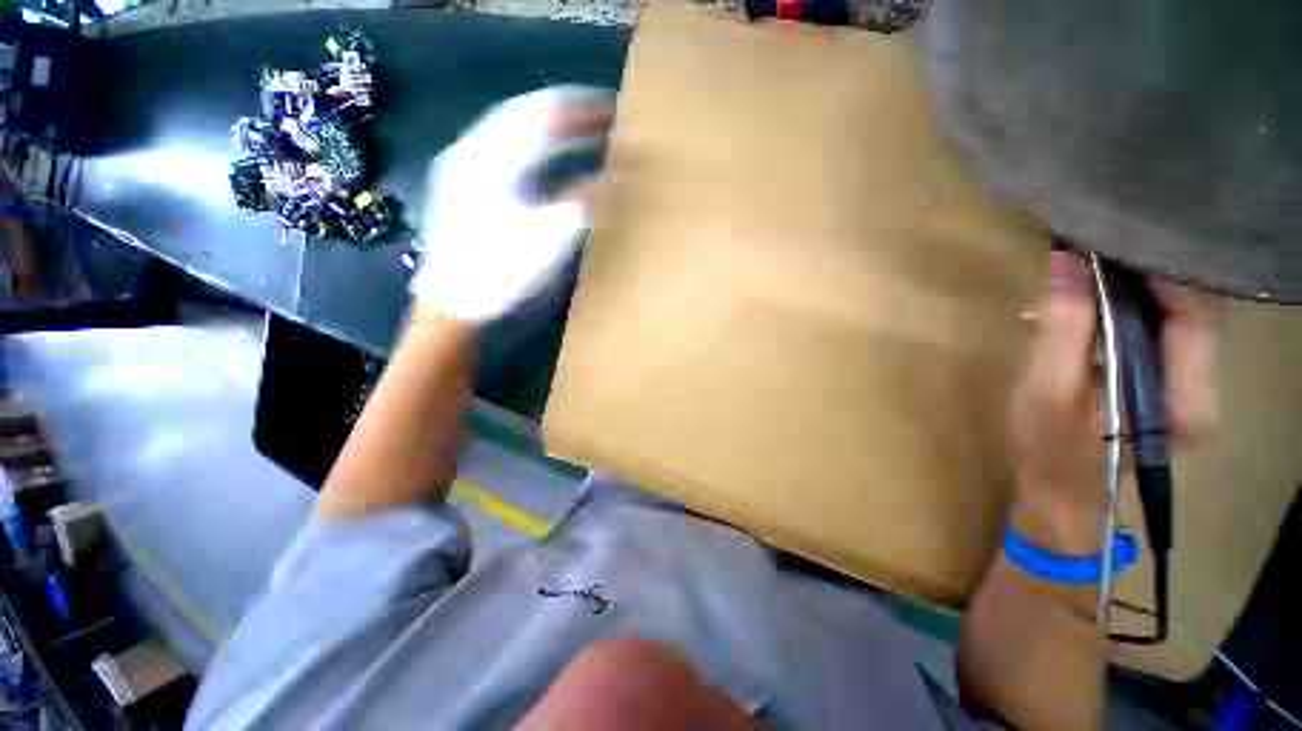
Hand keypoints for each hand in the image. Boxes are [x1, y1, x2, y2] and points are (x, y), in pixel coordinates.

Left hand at [411, 85, 614, 322]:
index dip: (582, 109)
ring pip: (510, 128)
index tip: (614, 109)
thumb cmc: (502, 273)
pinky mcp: (461, 185)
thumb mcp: (550, 239)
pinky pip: (501, 148)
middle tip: (599, 118)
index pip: (545, 115)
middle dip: (565, 112)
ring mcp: (462, 167)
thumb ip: (582, 201)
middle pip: (524, 112)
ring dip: (546, 125)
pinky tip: (542, 156)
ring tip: (576, 131)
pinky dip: (529, 145)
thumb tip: (612, 175)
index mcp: (494, 159)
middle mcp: (472, 150)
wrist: (453, 304)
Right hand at [1010, 252, 1219, 524]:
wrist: (1061, 494)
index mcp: (1186, 398)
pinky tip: (1100, 297)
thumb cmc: (1050, 450)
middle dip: (1150, 271)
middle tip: (1096, 247)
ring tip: (1093, 268)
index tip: (1111, 238)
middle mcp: (1204, 387)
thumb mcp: (1047, 390)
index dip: (1160, 269)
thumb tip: (1066, 261)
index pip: (1195, 311)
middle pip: (1194, 308)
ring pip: (1181, 314)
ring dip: (1142, 284)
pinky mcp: (1168, 381)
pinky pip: (1164, 328)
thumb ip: (1064, 328)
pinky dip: (1136, 303)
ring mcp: (1189, 385)